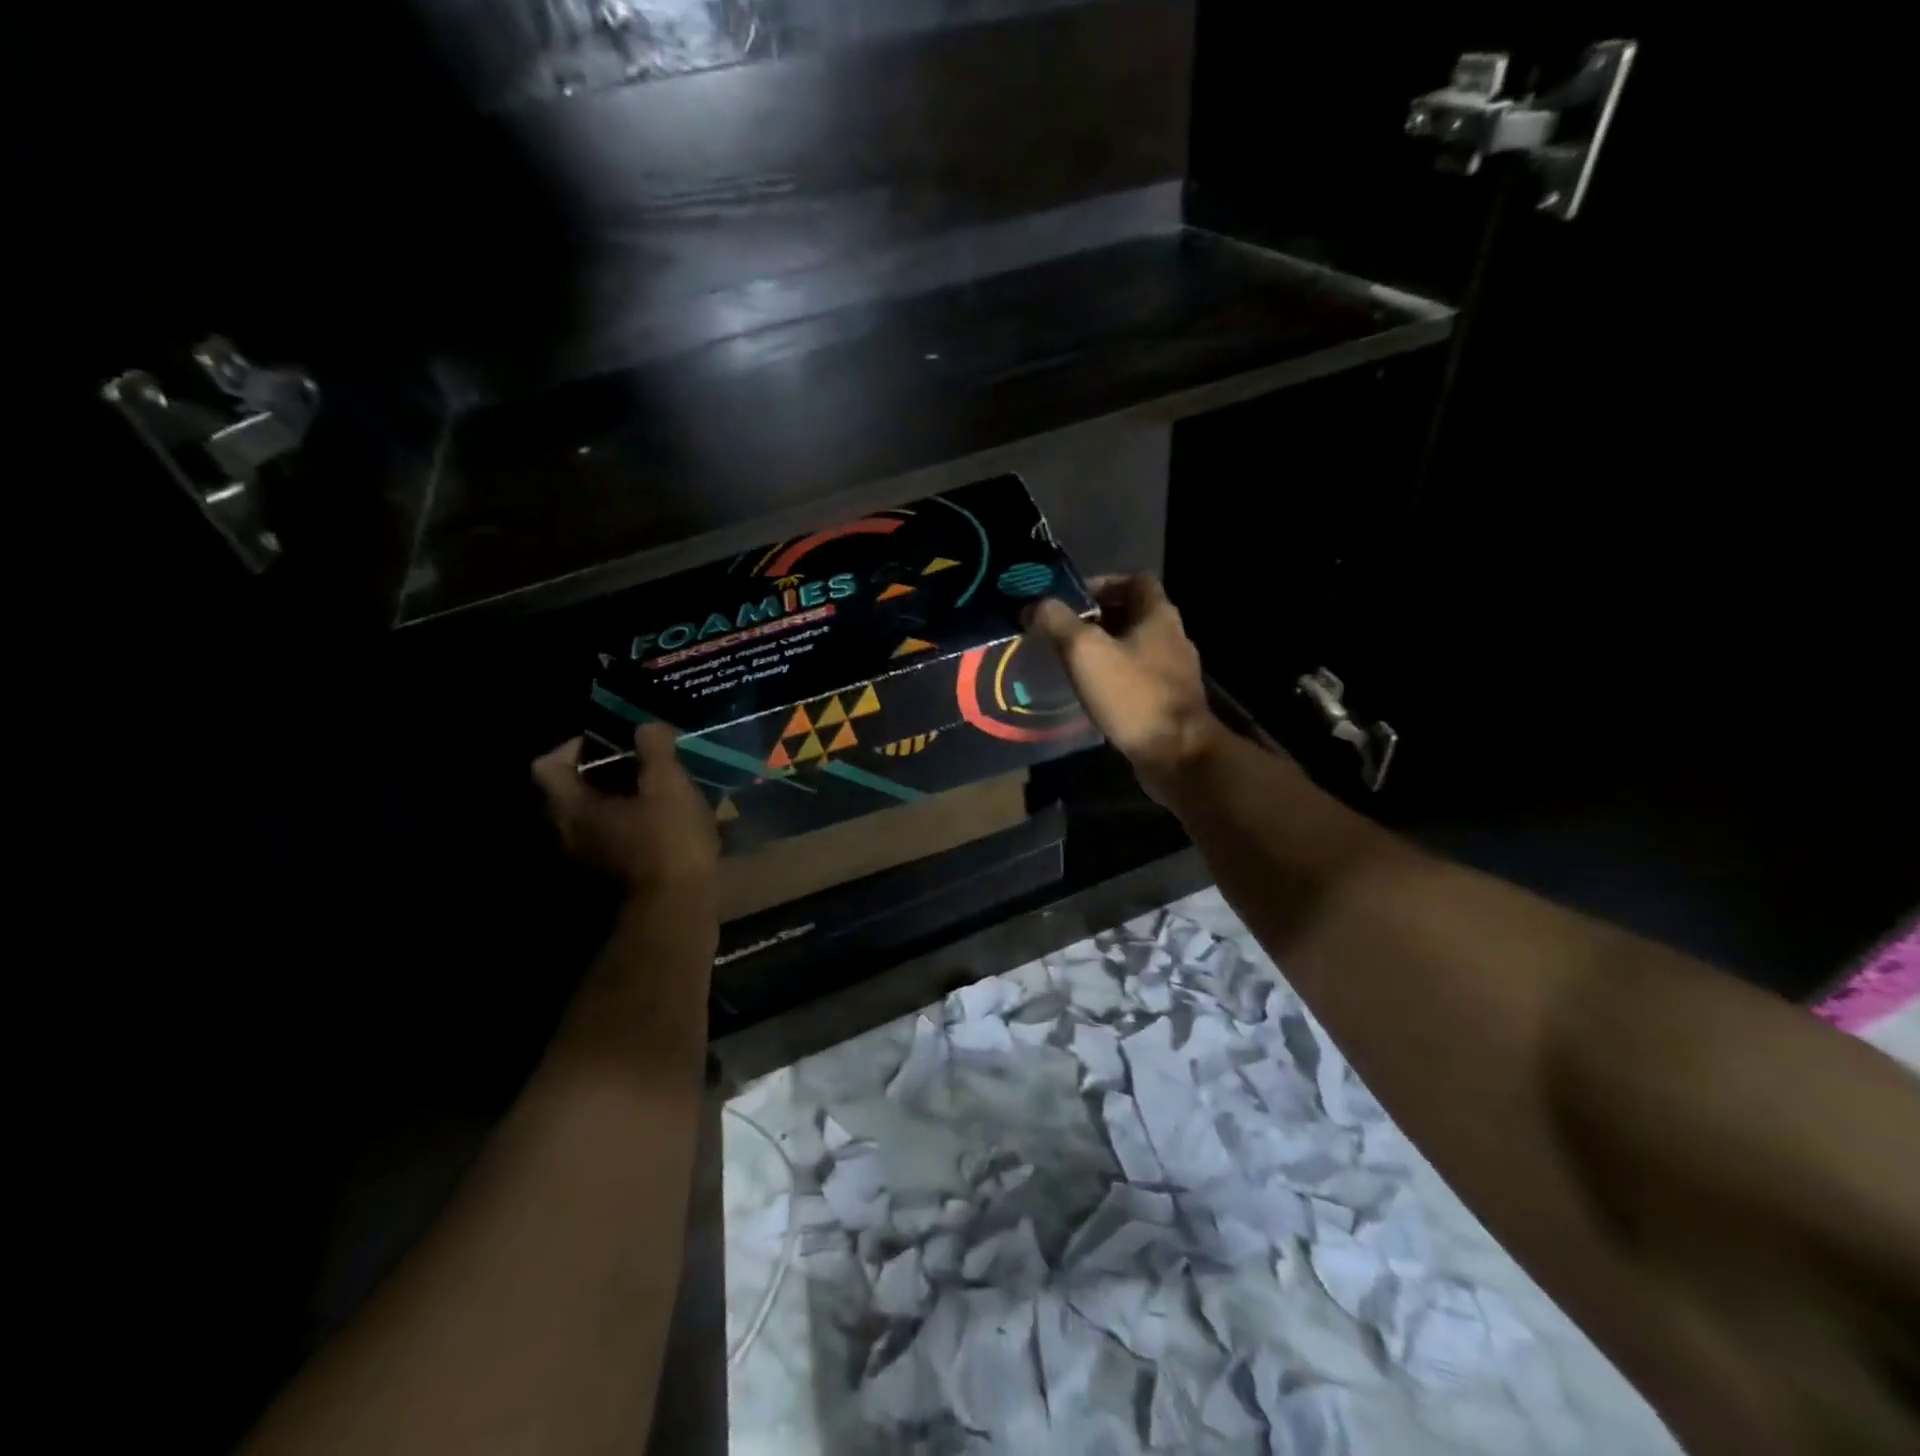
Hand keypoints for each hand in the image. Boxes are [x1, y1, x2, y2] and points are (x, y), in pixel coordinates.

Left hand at [532, 722, 719, 896]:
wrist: (674, 916)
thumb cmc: (666, 844)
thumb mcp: (668, 787)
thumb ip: (655, 751)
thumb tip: (646, 725)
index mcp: (569, 808)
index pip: (546, 765)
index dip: (574, 747)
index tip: (610, 742)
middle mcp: (563, 837)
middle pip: (568, 795)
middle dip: (601, 777)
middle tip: (639, 766)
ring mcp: (582, 866)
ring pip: (590, 823)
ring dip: (616, 807)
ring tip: (657, 797)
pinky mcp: (605, 887)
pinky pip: (609, 847)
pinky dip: (628, 833)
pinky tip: (663, 831)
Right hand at [1029, 575, 1222, 797]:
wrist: (1176, 754)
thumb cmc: (1132, 695)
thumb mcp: (1085, 651)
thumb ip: (1058, 622)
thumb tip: (1035, 605)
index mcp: (1159, 615)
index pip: (1135, 580)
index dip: (1103, 583)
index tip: (1072, 600)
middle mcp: (1173, 637)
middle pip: (1134, 614)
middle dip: (1098, 619)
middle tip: (1064, 632)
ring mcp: (1175, 672)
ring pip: (1136, 648)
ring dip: (1106, 650)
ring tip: (1073, 662)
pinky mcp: (1170, 701)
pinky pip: (1139, 678)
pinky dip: (1116, 678)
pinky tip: (1094, 693)